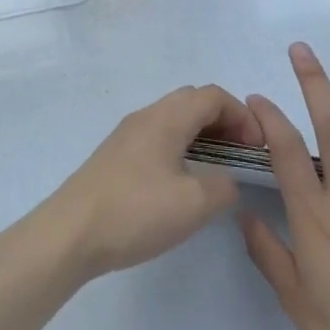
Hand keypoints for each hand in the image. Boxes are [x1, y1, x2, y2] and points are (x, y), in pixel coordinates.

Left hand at [47, 85, 263, 280]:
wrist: (71, 233)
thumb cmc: (136, 211)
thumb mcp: (193, 204)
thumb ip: (224, 187)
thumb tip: (228, 180)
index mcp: (167, 117)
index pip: (214, 96)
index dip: (243, 115)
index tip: (258, 147)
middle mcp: (147, 115)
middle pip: (193, 101)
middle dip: (224, 121)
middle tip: (241, 155)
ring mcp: (128, 134)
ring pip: (174, 119)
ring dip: (201, 135)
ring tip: (218, 170)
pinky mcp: (117, 155)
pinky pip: (159, 136)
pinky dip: (181, 147)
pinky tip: (183, 182)